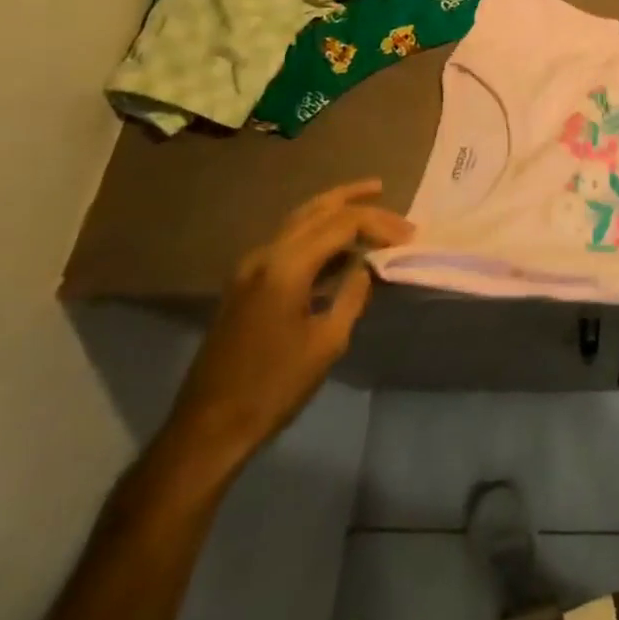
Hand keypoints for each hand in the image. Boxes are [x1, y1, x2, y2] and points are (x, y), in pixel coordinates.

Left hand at [158, 180, 410, 481]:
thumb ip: (353, 294)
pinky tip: (337, 245)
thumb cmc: (274, 387)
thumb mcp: (328, 342)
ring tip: (366, 204)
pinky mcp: (245, 284)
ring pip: (297, 221)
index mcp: (286, 267)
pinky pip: (287, 242)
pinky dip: (316, 233)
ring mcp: (250, 268)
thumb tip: (368, 265)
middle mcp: (265, 256)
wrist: (209, 427)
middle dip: (353, 199)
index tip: (409, 236)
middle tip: (385, 192)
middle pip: (316, 210)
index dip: (379, 224)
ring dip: (332, 210)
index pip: (342, 224)